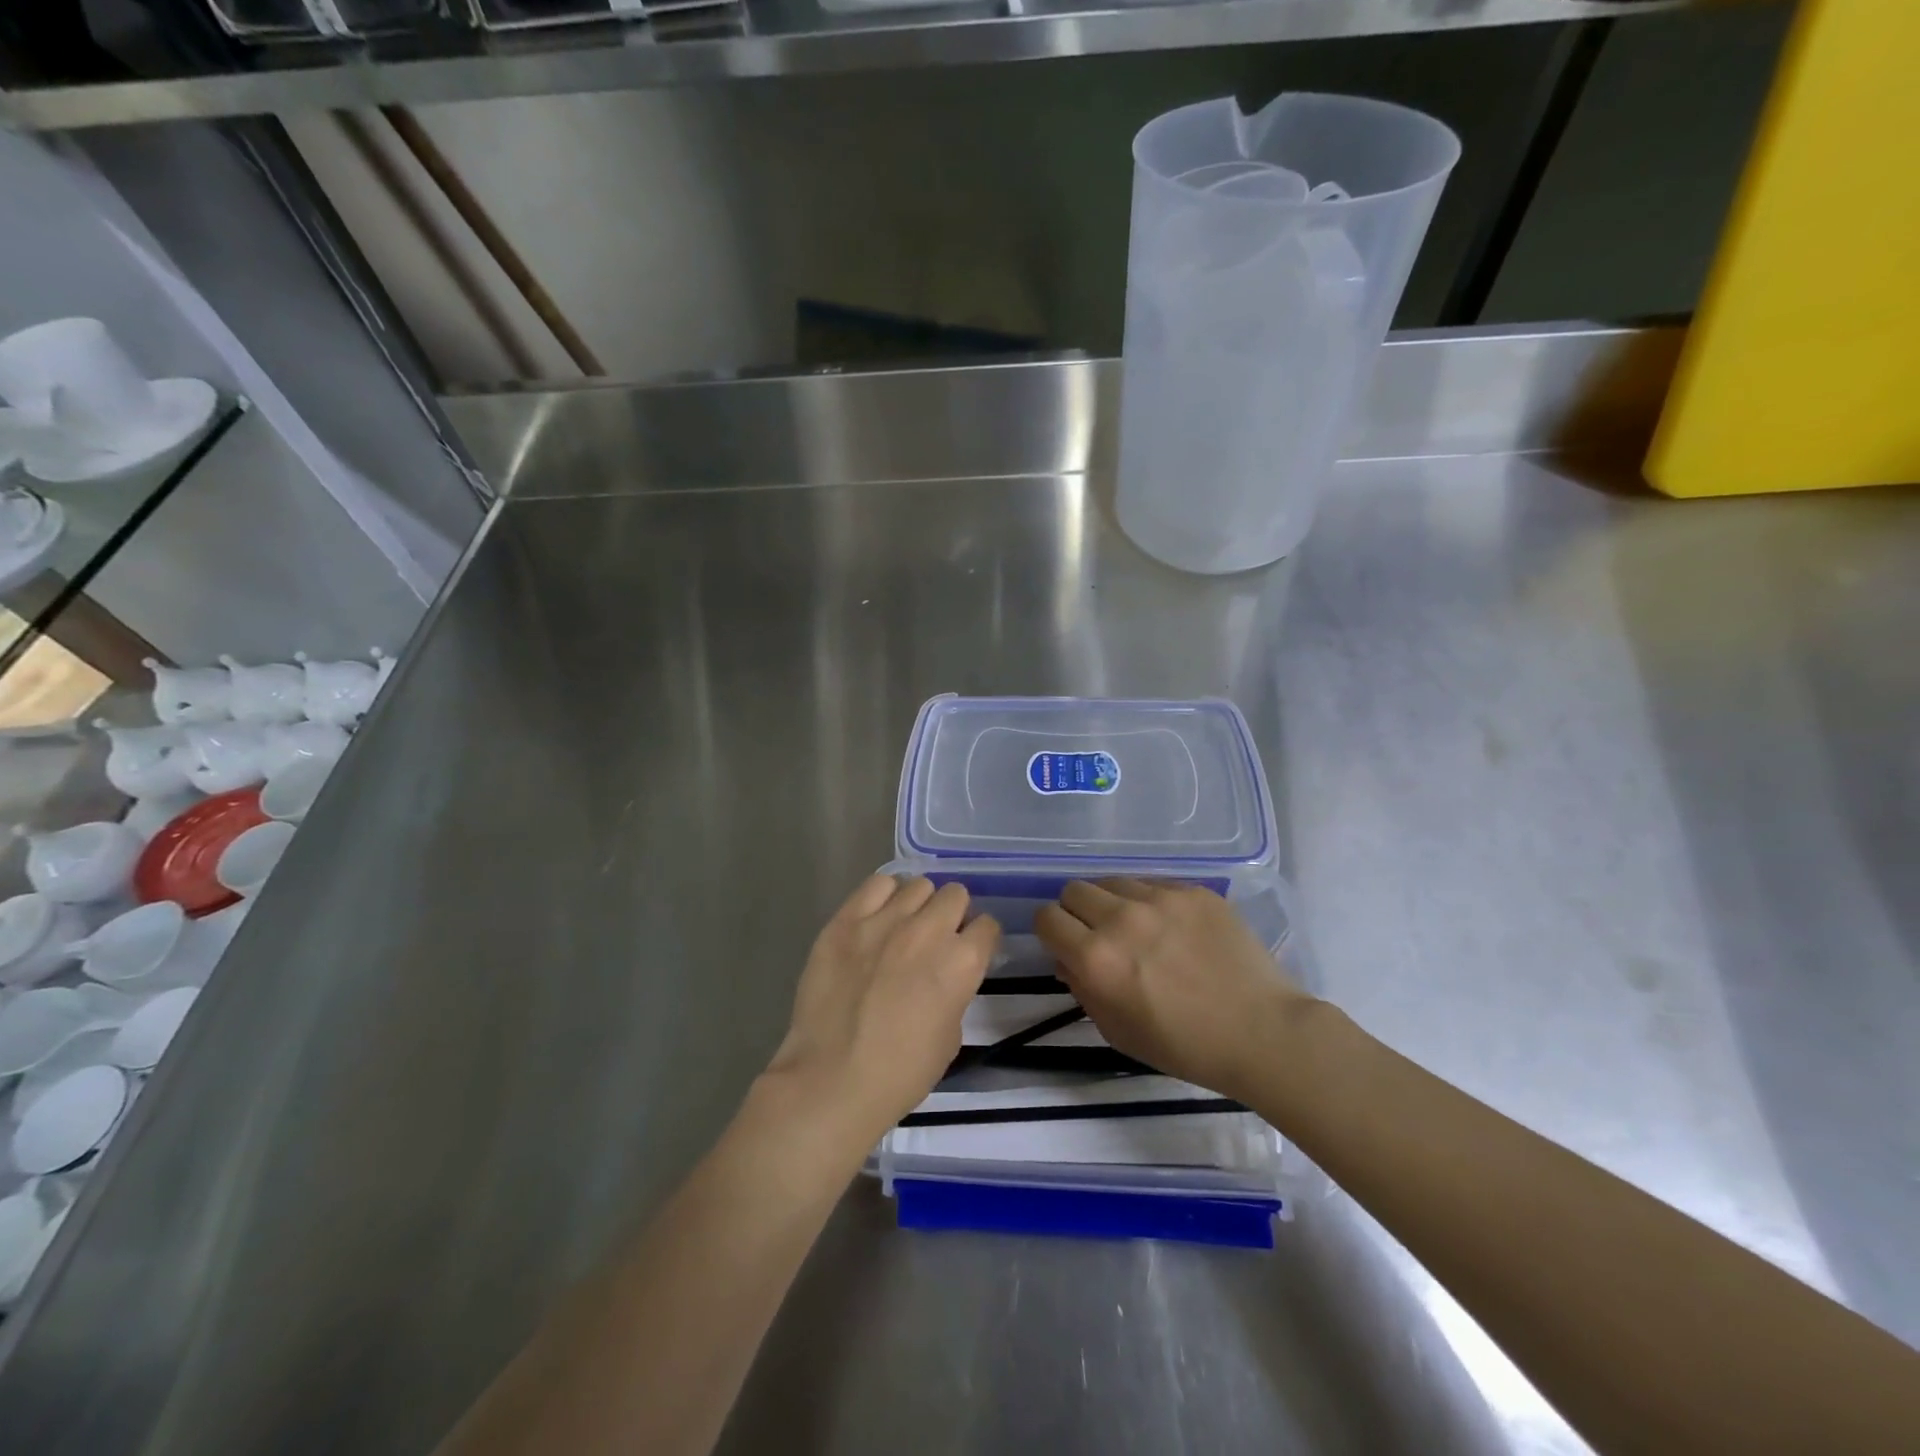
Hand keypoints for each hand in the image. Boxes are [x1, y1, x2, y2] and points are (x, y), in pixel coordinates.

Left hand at [763, 875, 998, 1148]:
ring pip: (918, 885)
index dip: (979, 940)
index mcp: (962, 962)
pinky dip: (884, 897)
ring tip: (903, 927)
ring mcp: (885, 920)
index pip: (988, 926)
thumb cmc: (901, 1072)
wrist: (833, 1080)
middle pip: (955, 895)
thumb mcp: (951, 1036)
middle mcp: (929, 930)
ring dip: (918, 905)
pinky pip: (876, 884)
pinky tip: (877, 918)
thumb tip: (945, 974)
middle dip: (952, 915)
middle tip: (935, 938)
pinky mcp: (847, 919)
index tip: (968, 951)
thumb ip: (955, 991)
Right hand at [1034, 879, 1312, 1101]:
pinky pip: (1153, 883)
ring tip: (1138, 928)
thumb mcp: (1117, 1031)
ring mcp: (1161, 899)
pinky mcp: (1193, 891)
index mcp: (1096, 959)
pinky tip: (1173, 927)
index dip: (1050, 931)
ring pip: (1112, 881)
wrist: (1262, 1032)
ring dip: (1113, 902)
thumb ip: (1082, 989)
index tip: (1065, 944)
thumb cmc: (1184, 1046)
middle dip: (1077, 912)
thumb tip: (1067, 958)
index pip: (1046, 917)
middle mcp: (1121, 919)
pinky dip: (1151, 901)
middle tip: (1099, 935)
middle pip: (1074, 890)